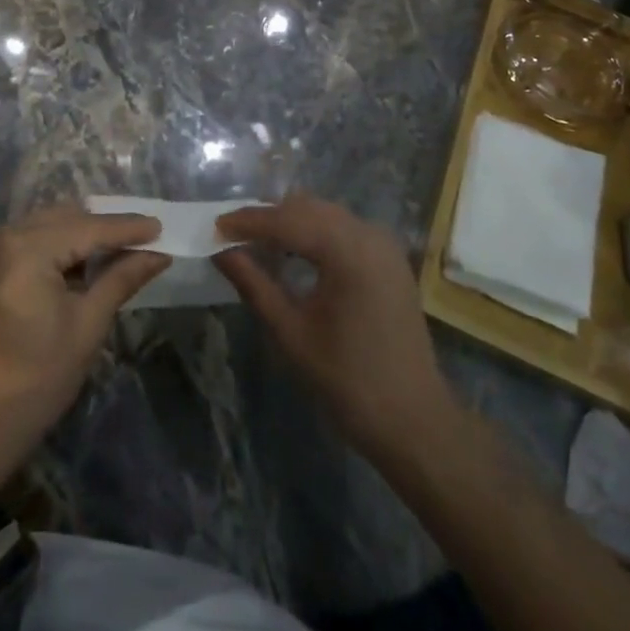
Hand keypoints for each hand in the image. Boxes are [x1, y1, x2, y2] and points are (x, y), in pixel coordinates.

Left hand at [0, 206, 167, 457]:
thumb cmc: (36, 380)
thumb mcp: (87, 326)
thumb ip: (121, 278)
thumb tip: (159, 254)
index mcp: (25, 249)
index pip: (87, 228)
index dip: (126, 228)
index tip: (160, 226)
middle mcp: (0, 235)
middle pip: (64, 218)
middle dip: (102, 227)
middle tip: (140, 239)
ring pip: (43, 224)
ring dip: (77, 234)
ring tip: (112, 252)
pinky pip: (23, 239)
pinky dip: (51, 245)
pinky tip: (74, 265)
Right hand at [215, 193, 452, 459]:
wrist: (414, 422)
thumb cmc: (348, 382)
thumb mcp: (291, 333)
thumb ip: (254, 284)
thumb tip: (221, 253)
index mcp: (348, 250)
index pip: (287, 220)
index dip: (248, 221)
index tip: (215, 226)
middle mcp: (369, 234)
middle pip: (308, 208)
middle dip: (268, 217)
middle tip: (231, 234)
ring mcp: (383, 244)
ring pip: (326, 215)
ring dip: (291, 222)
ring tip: (256, 241)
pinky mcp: (389, 259)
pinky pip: (343, 229)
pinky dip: (314, 232)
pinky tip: (293, 251)